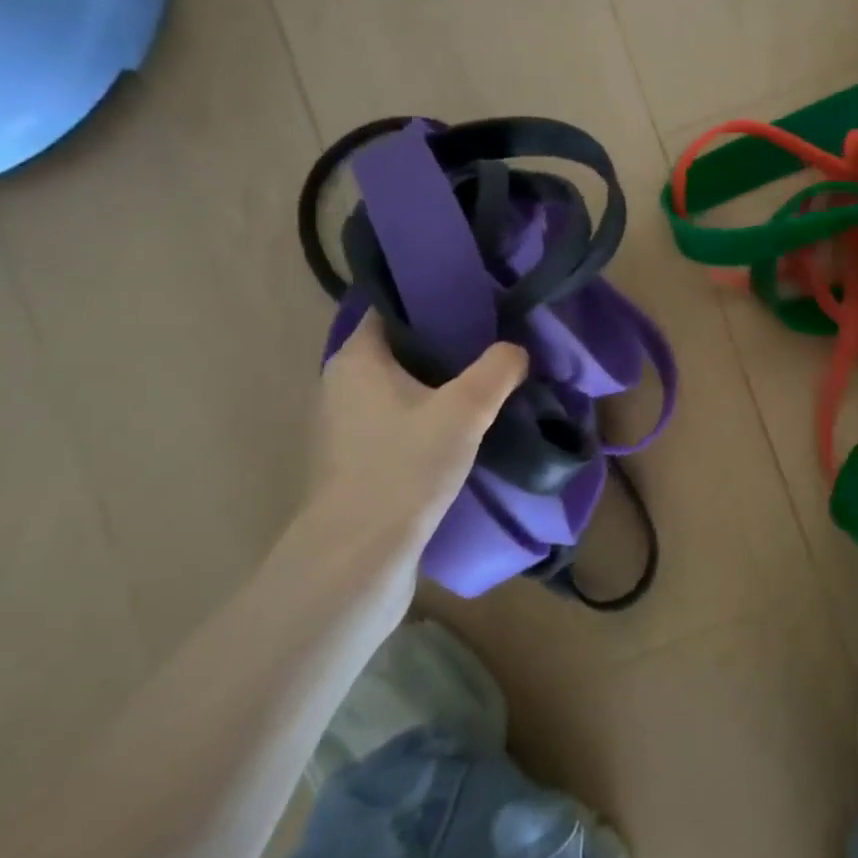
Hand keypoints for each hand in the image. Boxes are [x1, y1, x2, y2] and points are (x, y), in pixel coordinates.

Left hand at [301, 312, 527, 571]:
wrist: (358, 558)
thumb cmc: (404, 467)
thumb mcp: (466, 409)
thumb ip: (498, 369)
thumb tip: (517, 350)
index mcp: (356, 359)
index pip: (392, 308)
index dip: (431, 299)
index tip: (474, 299)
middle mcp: (340, 386)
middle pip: (397, 348)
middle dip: (442, 343)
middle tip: (490, 340)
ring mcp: (343, 428)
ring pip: (397, 389)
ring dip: (435, 385)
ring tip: (483, 383)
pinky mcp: (353, 464)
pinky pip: (394, 423)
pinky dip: (424, 418)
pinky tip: (460, 431)